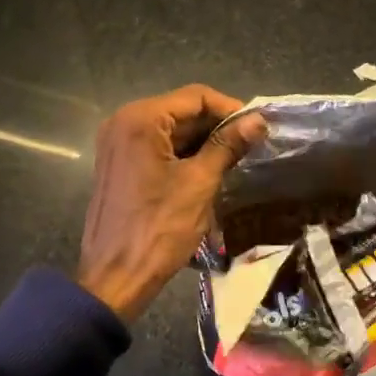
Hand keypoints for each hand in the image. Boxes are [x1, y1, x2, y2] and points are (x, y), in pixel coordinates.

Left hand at [78, 85, 267, 323]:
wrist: (116, 278)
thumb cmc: (159, 228)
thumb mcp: (200, 182)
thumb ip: (227, 145)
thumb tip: (258, 120)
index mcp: (141, 119)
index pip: (196, 96)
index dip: (231, 109)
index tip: (258, 128)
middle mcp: (124, 122)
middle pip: (181, 111)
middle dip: (217, 126)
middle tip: (251, 145)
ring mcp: (118, 144)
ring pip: (171, 130)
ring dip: (203, 141)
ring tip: (236, 158)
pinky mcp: (119, 165)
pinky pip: (158, 147)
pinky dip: (184, 154)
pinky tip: (209, 170)